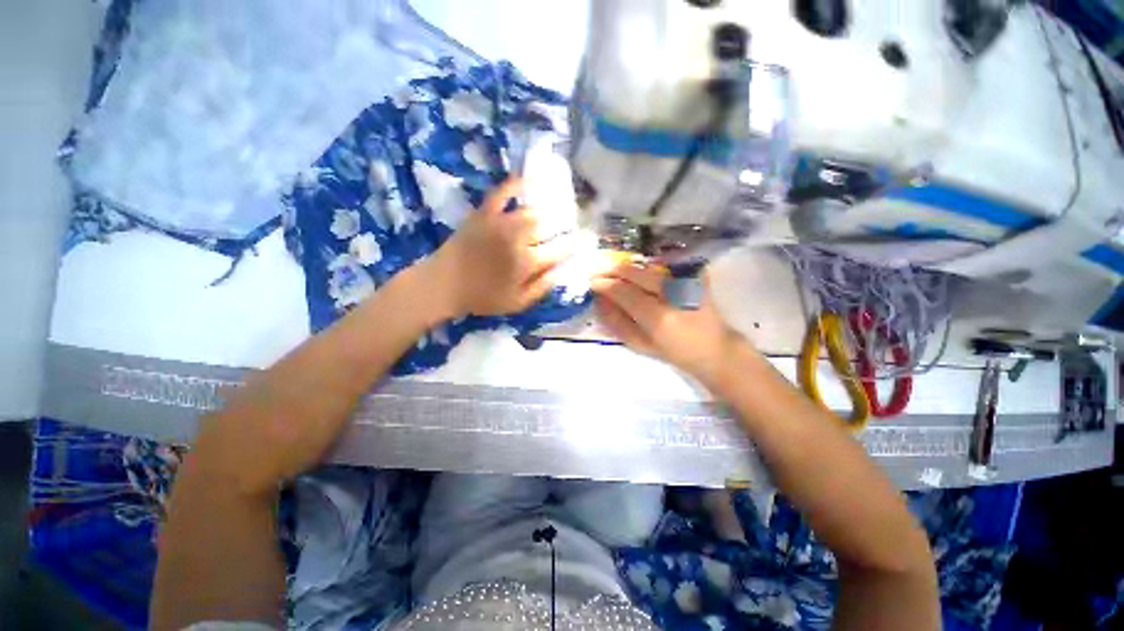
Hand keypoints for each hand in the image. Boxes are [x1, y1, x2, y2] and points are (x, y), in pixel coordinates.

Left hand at [429, 177, 574, 317]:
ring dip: (547, 210)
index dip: (575, 244)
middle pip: (549, 227)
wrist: (444, 284)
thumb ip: (542, 287)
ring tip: (556, 210)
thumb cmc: (483, 298)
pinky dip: (515, 184)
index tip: (585, 240)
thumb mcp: (517, 303)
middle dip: (564, 226)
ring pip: (532, 211)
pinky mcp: (483, 213)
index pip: (560, 250)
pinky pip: (501, 193)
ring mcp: (500, 223)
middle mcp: (518, 239)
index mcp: (528, 263)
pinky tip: (528, 180)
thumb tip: (563, 270)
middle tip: (570, 226)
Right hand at [592, 261, 739, 385]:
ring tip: (615, 274)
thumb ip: (618, 322)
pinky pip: (663, 267)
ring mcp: (685, 282)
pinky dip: (646, 269)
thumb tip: (600, 301)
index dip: (605, 284)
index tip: (593, 282)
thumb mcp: (641, 345)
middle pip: (635, 273)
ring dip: (628, 269)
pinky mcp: (694, 277)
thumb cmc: (674, 352)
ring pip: (648, 268)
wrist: (714, 348)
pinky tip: (638, 275)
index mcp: (658, 317)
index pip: (624, 291)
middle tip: (600, 273)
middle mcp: (672, 295)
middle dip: (614, 271)